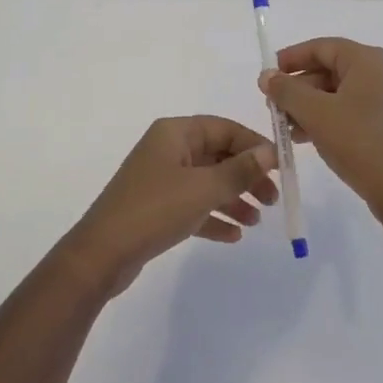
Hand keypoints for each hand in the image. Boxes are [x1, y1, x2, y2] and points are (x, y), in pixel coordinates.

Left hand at [65, 116, 279, 294]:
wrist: (102, 254)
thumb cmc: (155, 210)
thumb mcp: (203, 189)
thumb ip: (239, 171)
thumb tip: (269, 152)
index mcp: (175, 133)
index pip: (223, 128)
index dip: (253, 145)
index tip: (280, 167)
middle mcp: (168, 149)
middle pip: (217, 155)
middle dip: (246, 176)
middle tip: (272, 199)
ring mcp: (161, 179)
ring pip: (207, 182)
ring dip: (233, 199)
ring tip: (256, 222)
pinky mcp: (157, 207)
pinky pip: (193, 205)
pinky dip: (213, 217)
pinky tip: (233, 237)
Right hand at [260, 38, 382, 216]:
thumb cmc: (359, 143)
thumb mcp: (316, 114)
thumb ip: (287, 90)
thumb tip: (266, 75)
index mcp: (368, 61)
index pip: (322, 47)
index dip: (292, 58)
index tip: (268, 73)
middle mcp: (382, 73)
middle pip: (330, 69)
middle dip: (298, 87)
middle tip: (274, 106)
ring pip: (339, 93)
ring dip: (310, 106)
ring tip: (286, 127)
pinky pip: (352, 110)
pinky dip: (328, 118)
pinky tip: (308, 138)